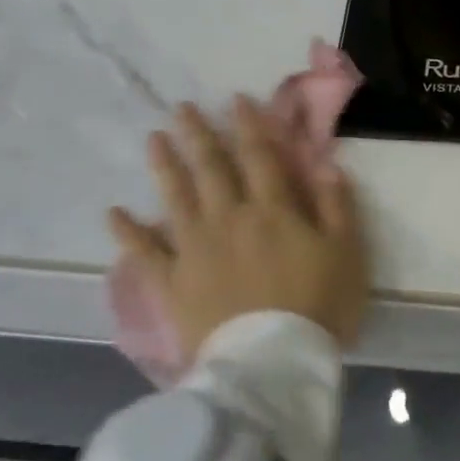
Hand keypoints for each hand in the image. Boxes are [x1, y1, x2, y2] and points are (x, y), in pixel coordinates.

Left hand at [109, 98, 368, 359]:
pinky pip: (145, 252)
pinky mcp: (173, 281)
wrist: (273, 361)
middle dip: (199, 135)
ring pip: (176, 197)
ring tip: (153, 139)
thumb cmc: (319, 306)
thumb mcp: (346, 253)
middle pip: (211, 169)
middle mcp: (229, 218)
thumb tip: (325, 163)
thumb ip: (336, 206)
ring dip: (165, 166)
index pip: (260, 157)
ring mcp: (195, 248)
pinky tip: (113, 213)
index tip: (236, 100)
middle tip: (181, 108)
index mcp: (272, 210)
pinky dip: (127, 232)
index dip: (250, 126)